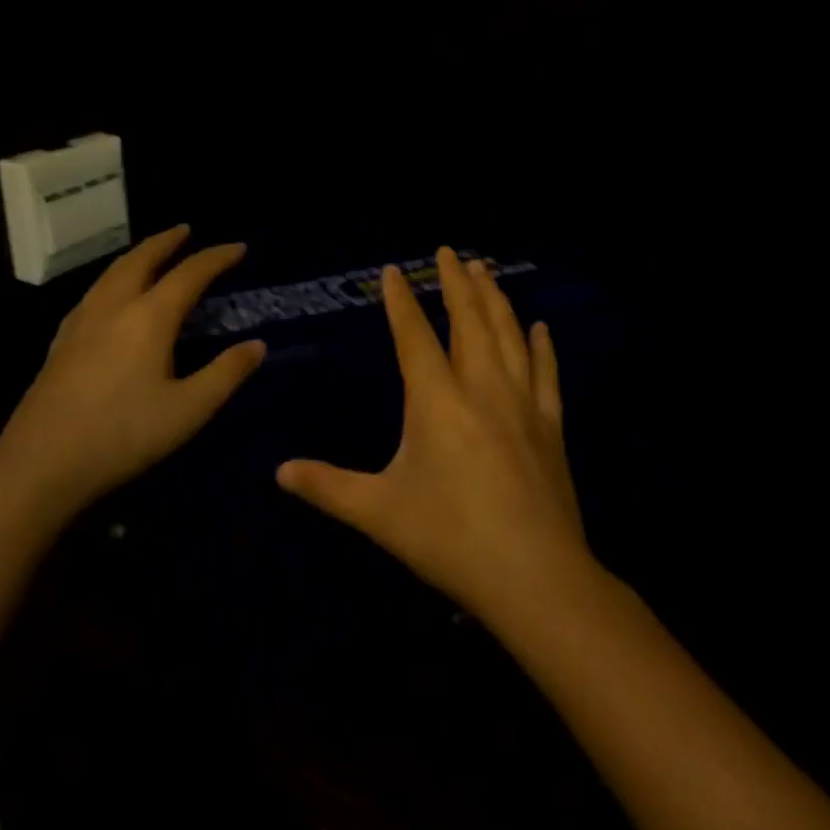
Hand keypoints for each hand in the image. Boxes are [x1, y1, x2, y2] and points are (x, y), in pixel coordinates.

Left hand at [0, 226, 265, 523]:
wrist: (39, 465)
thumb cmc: (122, 436)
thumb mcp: (188, 411)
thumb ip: (226, 374)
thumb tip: (257, 345)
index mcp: (149, 318)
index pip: (189, 274)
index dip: (217, 258)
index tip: (239, 248)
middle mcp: (114, 307)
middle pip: (142, 259)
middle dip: (167, 241)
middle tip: (186, 230)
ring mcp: (82, 322)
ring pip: (113, 272)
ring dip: (138, 255)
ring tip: (152, 253)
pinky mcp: (61, 342)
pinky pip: (95, 291)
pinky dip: (114, 277)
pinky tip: (111, 295)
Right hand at [277, 247, 590, 620]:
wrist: (536, 577)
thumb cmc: (451, 539)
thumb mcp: (380, 513)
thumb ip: (328, 487)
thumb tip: (279, 471)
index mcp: (437, 400)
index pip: (414, 335)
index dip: (401, 300)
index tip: (394, 270)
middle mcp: (481, 387)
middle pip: (469, 319)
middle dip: (456, 282)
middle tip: (448, 251)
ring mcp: (523, 402)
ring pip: (508, 334)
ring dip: (494, 298)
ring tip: (485, 270)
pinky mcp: (551, 424)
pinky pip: (547, 372)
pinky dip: (542, 346)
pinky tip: (540, 327)